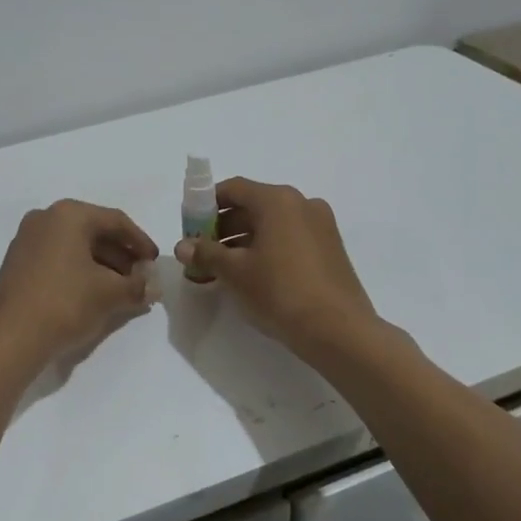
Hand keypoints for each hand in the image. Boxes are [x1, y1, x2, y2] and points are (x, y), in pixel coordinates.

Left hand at [0, 200, 159, 366]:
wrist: (8, 337)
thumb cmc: (64, 303)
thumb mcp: (109, 294)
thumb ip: (137, 286)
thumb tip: (155, 287)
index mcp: (69, 214)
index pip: (116, 221)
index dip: (141, 242)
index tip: (154, 263)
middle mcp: (46, 218)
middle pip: (94, 231)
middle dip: (122, 255)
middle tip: (141, 278)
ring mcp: (28, 239)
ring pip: (76, 246)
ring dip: (103, 265)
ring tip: (122, 290)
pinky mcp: (18, 262)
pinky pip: (58, 258)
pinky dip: (80, 271)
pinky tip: (94, 294)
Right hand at [175, 178, 380, 359]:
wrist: (338, 331)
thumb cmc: (280, 291)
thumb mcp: (234, 272)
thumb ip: (205, 253)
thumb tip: (182, 246)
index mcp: (278, 200)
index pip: (233, 189)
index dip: (206, 206)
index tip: (190, 228)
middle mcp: (302, 204)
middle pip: (252, 206)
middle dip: (223, 228)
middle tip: (202, 254)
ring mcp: (320, 226)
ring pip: (272, 224)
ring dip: (243, 241)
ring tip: (222, 270)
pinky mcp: (330, 249)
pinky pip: (290, 239)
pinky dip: (267, 249)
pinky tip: (253, 276)